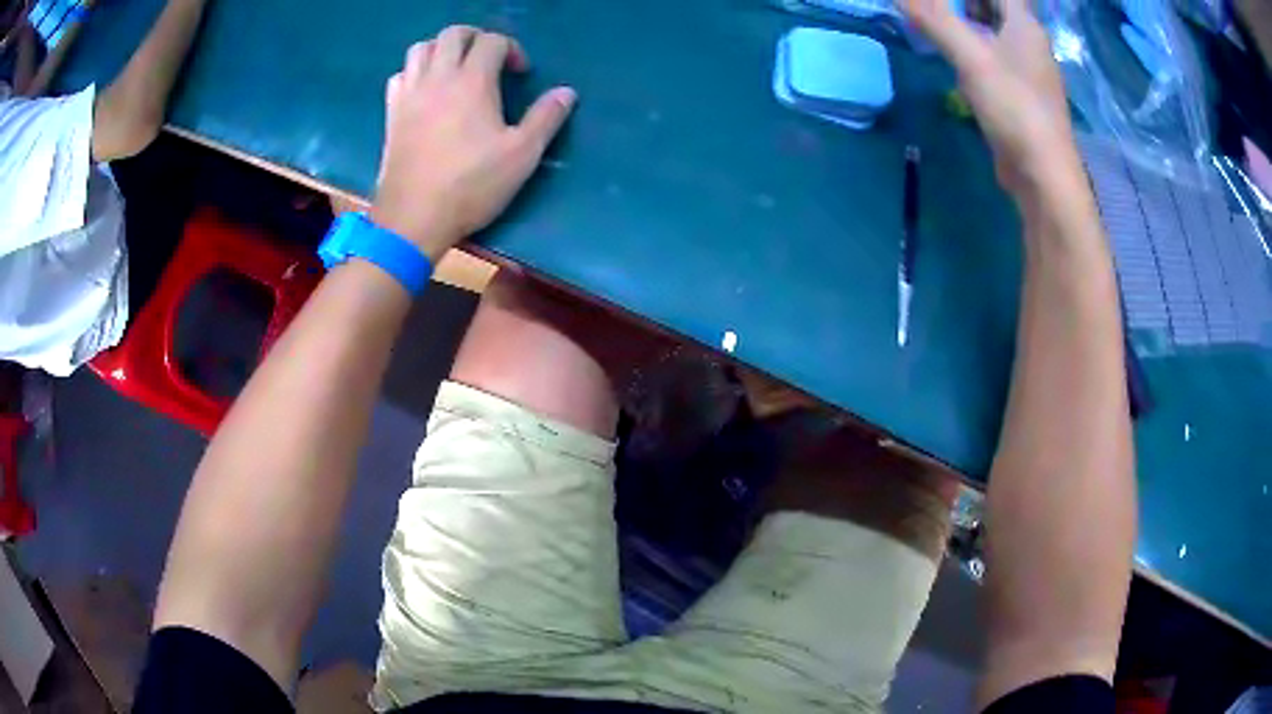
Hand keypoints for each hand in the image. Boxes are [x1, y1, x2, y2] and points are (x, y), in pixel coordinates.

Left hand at [371, 26, 576, 258]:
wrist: (413, 218)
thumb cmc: (471, 186)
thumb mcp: (522, 155)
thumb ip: (546, 118)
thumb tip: (567, 92)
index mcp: (472, 81)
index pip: (492, 41)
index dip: (512, 49)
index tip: (520, 73)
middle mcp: (438, 77)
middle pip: (453, 34)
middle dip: (476, 38)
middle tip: (490, 60)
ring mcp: (410, 94)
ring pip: (421, 48)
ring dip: (442, 50)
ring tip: (456, 69)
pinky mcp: (391, 113)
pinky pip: (400, 75)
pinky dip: (415, 72)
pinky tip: (426, 91)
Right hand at [903, 0, 1081, 199]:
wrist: (1043, 176)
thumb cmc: (1014, 108)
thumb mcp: (971, 58)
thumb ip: (935, 20)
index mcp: (1025, 26)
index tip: (953, 0)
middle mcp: (1031, 44)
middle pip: (1001, 7)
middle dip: (974, 3)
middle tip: (940, 6)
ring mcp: (1029, 73)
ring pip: (1000, 34)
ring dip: (973, 24)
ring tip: (942, 23)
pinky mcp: (1022, 98)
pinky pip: (999, 61)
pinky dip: (978, 52)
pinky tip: (960, 62)